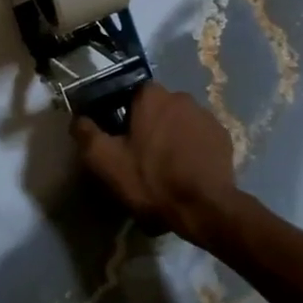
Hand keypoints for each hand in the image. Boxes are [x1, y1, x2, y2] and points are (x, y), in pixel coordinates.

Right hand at [72, 83, 238, 244]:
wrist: (204, 208)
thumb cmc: (151, 180)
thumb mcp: (105, 161)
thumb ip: (86, 134)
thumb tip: (78, 119)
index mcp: (152, 96)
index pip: (132, 93)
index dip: (124, 114)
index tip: (119, 137)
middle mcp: (181, 97)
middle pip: (157, 107)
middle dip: (149, 125)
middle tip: (141, 155)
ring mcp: (206, 116)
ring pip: (179, 121)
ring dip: (172, 136)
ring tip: (166, 166)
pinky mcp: (224, 137)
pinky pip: (199, 137)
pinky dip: (192, 148)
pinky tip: (186, 171)